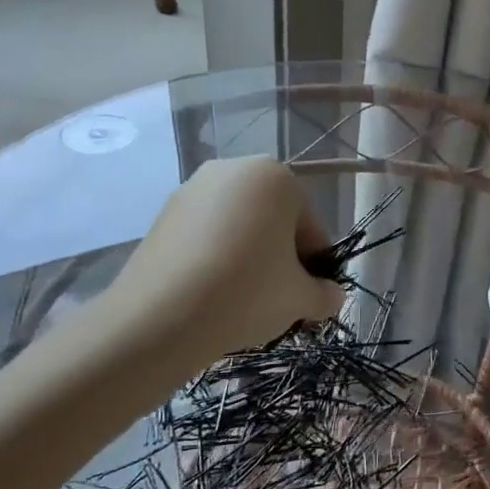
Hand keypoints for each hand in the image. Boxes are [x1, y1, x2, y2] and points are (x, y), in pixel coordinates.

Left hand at [101, 157, 342, 369]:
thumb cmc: (247, 292)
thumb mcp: (301, 298)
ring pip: (238, 228)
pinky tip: (212, 294)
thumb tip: (331, 296)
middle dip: (279, 257)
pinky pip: (205, 236)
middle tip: (279, 298)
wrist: (159, 318)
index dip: (314, 264)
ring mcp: (191, 189)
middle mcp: (233, 169)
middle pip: (273, 221)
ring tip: (244, 300)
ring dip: (248, 258)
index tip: (308, 294)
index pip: (309, 225)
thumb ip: (326, 294)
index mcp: (276, 176)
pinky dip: (215, 259)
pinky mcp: (161, 216)